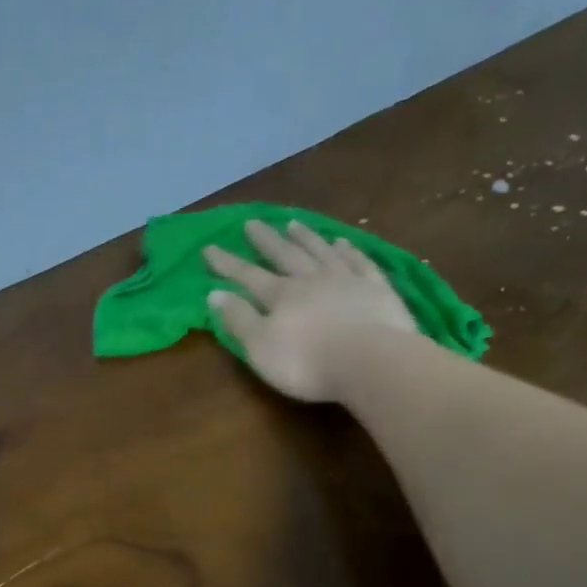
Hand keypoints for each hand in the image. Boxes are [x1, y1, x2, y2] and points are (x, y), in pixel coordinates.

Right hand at [203, 220, 419, 401]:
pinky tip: (343, 243)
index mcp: (281, 296)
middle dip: (266, 241)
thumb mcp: (261, 348)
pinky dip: (348, 251)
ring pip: (321, 252)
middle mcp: (311, 280)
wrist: (370, 360)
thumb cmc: (307, 362)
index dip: (227, 264)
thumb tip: (214, 294)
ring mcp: (347, 280)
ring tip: (293, 223)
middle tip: (251, 223)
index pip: (248, 276)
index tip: (209, 248)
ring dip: (305, 238)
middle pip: (285, 256)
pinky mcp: (376, 289)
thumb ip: (239, 320)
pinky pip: (359, 262)